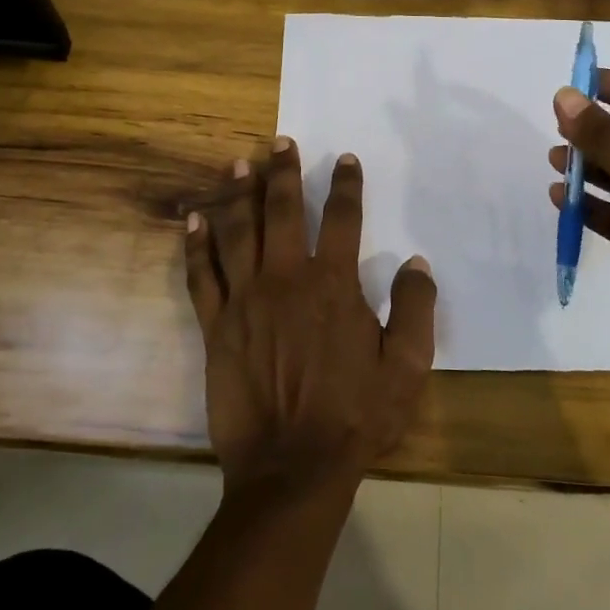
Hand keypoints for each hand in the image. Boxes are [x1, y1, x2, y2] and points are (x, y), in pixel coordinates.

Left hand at [185, 138, 436, 493]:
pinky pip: (202, 274)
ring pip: (238, 231)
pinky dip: (196, 244)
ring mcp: (246, 299)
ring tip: (237, 164)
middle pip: (284, 210)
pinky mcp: (216, 325)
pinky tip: (193, 219)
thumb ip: (415, 309)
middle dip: (283, 172)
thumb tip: (416, 261)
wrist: (292, 467)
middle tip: (279, 142)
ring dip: (238, 194)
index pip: (343, 218)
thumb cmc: (355, 416)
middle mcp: (286, 278)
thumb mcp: (406, 367)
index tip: (344, 159)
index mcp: (333, 284)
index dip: (346, 184)